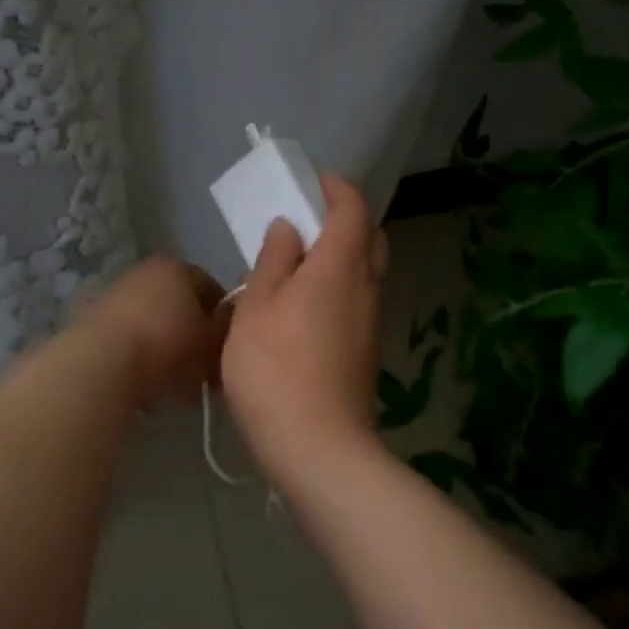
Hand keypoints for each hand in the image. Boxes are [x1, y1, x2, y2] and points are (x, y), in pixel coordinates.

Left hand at [83, 256, 228, 408]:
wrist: (102, 366)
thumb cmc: (169, 347)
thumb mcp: (213, 341)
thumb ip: (229, 329)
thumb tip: (232, 324)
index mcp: (179, 267)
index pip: (213, 288)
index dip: (223, 319)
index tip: (227, 348)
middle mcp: (146, 271)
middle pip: (180, 302)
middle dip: (193, 331)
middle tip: (204, 365)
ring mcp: (116, 293)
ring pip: (154, 319)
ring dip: (165, 342)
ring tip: (176, 378)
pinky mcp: (93, 320)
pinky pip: (129, 335)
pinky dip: (140, 352)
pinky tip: (147, 379)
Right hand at [222, 174, 388, 482]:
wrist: (318, 447)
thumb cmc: (275, 369)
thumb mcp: (257, 307)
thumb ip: (273, 260)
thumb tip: (288, 227)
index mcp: (340, 266)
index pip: (353, 208)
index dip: (335, 187)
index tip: (310, 181)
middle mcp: (366, 287)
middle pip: (369, 237)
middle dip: (344, 218)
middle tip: (304, 220)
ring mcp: (371, 321)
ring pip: (366, 270)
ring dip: (340, 253)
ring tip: (296, 262)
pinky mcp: (366, 350)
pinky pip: (358, 298)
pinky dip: (339, 284)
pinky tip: (304, 305)